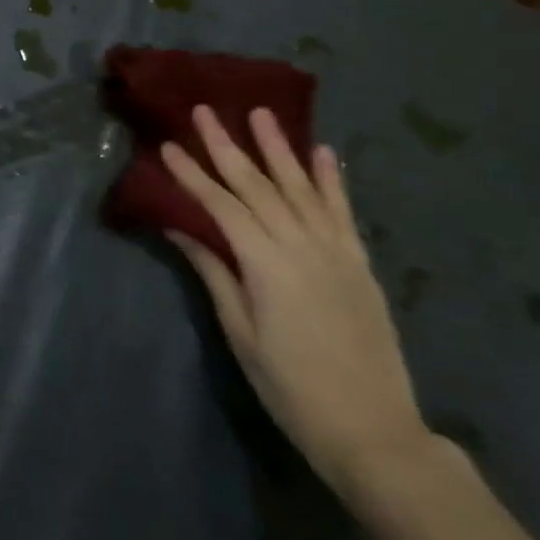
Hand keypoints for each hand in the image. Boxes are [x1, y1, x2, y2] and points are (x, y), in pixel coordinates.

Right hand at [161, 106, 427, 497]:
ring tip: (261, 114)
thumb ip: (214, 272)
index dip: (192, 174)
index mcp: (267, 265)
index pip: (222, 206)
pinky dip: (333, 181)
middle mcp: (304, 247)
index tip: (168, 145)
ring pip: (303, 188)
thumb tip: (180, 227)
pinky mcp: (359, 264)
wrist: (371, 428)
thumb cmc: (289, 385)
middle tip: (206, 111)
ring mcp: (337, 252)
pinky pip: (343, 212)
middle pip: (260, 186)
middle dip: (228, 146)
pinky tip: (323, 153)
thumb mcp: (240, 331)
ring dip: (280, 149)